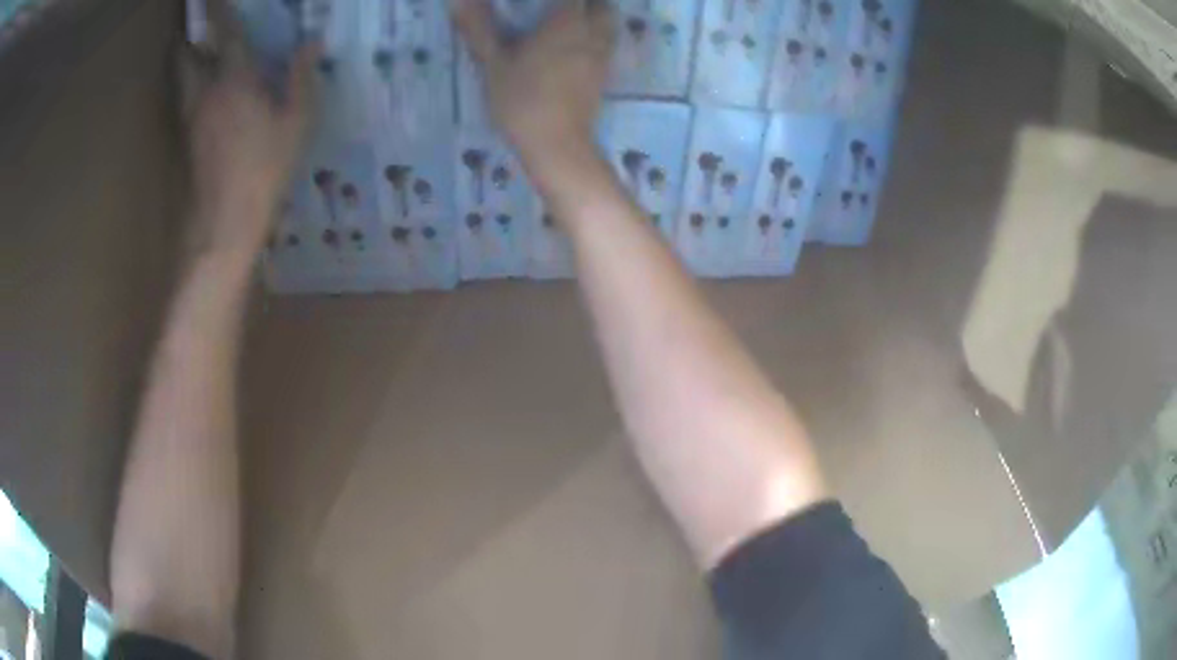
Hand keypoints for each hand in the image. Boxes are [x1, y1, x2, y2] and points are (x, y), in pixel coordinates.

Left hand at [185, 0, 317, 261]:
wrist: (225, 221)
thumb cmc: (265, 169)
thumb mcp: (297, 122)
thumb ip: (302, 77)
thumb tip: (312, 43)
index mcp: (235, 80)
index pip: (226, 33)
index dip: (220, 10)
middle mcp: (205, 91)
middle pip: (186, 55)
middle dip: (189, 39)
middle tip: (197, 31)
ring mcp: (190, 117)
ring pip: (180, 79)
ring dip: (185, 62)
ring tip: (194, 54)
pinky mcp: (185, 139)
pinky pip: (183, 100)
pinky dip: (189, 87)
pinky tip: (201, 94)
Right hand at [455, 0, 613, 167]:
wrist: (556, 144)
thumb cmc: (521, 99)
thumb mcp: (493, 62)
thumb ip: (478, 26)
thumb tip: (457, 0)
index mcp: (567, 21)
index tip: (536, 2)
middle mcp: (592, 33)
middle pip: (601, 4)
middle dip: (585, 2)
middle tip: (558, 8)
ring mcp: (602, 56)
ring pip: (609, 24)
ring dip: (595, 17)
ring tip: (570, 22)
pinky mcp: (605, 76)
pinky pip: (608, 45)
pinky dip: (598, 38)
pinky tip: (577, 47)